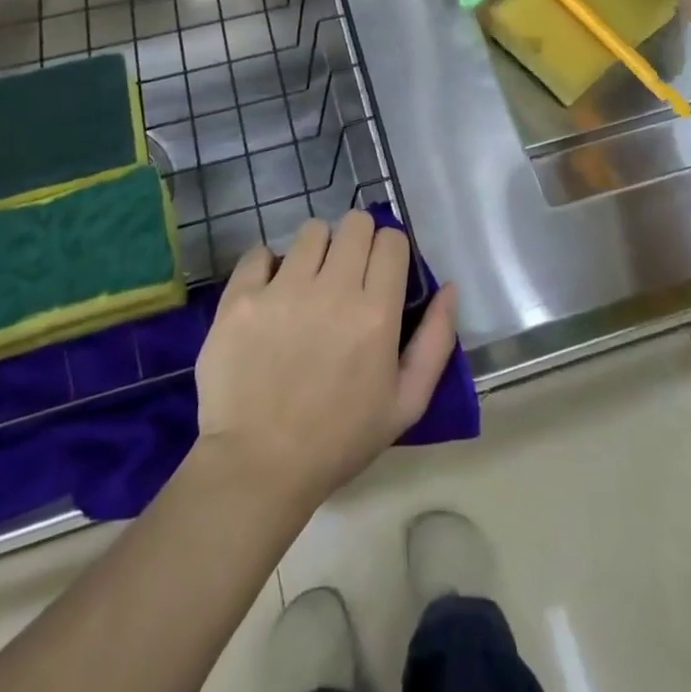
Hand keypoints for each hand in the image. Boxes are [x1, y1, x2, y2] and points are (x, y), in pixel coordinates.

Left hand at [194, 211, 458, 510]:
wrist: (257, 468)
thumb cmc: (338, 440)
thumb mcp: (406, 403)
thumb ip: (436, 341)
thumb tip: (449, 287)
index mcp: (375, 312)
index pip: (392, 240)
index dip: (390, 251)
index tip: (382, 272)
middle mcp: (332, 289)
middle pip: (355, 223)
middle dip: (358, 240)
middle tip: (347, 273)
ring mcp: (282, 289)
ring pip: (311, 230)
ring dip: (317, 249)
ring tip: (309, 281)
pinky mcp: (241, 297)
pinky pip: (260, 252)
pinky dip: (267, 266)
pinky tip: (270, 293)